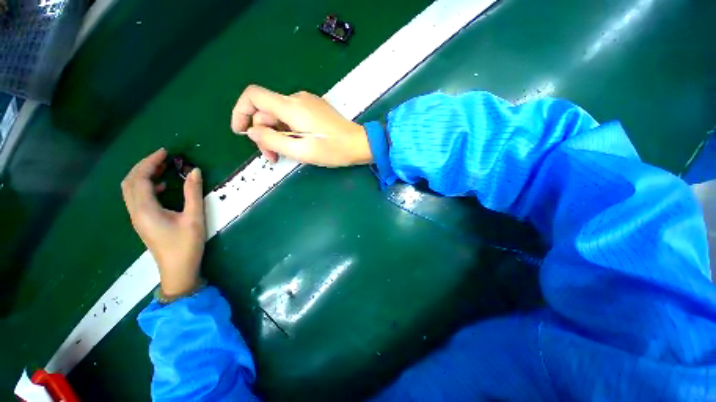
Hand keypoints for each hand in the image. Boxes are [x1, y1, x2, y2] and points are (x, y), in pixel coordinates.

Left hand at [121, 148, 205, 296]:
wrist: (178, 269)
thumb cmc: (186, 244)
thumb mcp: (194, 218)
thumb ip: (193, 193)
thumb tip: (195, 171)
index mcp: (145, 210)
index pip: (139, 178)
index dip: (150, 162)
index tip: (165, 152)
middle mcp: (135, 211)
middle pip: (130, 182)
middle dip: (144, 166)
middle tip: (164, 158)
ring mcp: (137, 217)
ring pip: (131, 190)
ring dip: (143, 175)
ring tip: (162, 168)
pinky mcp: (142, 221)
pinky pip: (137, 198)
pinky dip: (145, 186)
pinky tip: (161, 187)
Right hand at [231, 85, 372, 166]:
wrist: (359, 144)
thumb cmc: (333, 150)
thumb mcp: (301, 150)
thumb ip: (272, 140)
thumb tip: (251, 130)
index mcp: (291, 107)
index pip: (253, 96)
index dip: (240, 111)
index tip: (240, 132)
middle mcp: (297, 98)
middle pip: (267, 111)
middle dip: (264, 134)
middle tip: (272, 157)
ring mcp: (307, 102)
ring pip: (279, 115)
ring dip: (276, 135)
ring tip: (284, 155)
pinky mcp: (315, 109)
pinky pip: (292, 116)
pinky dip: (288, 130)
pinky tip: (296, 144)